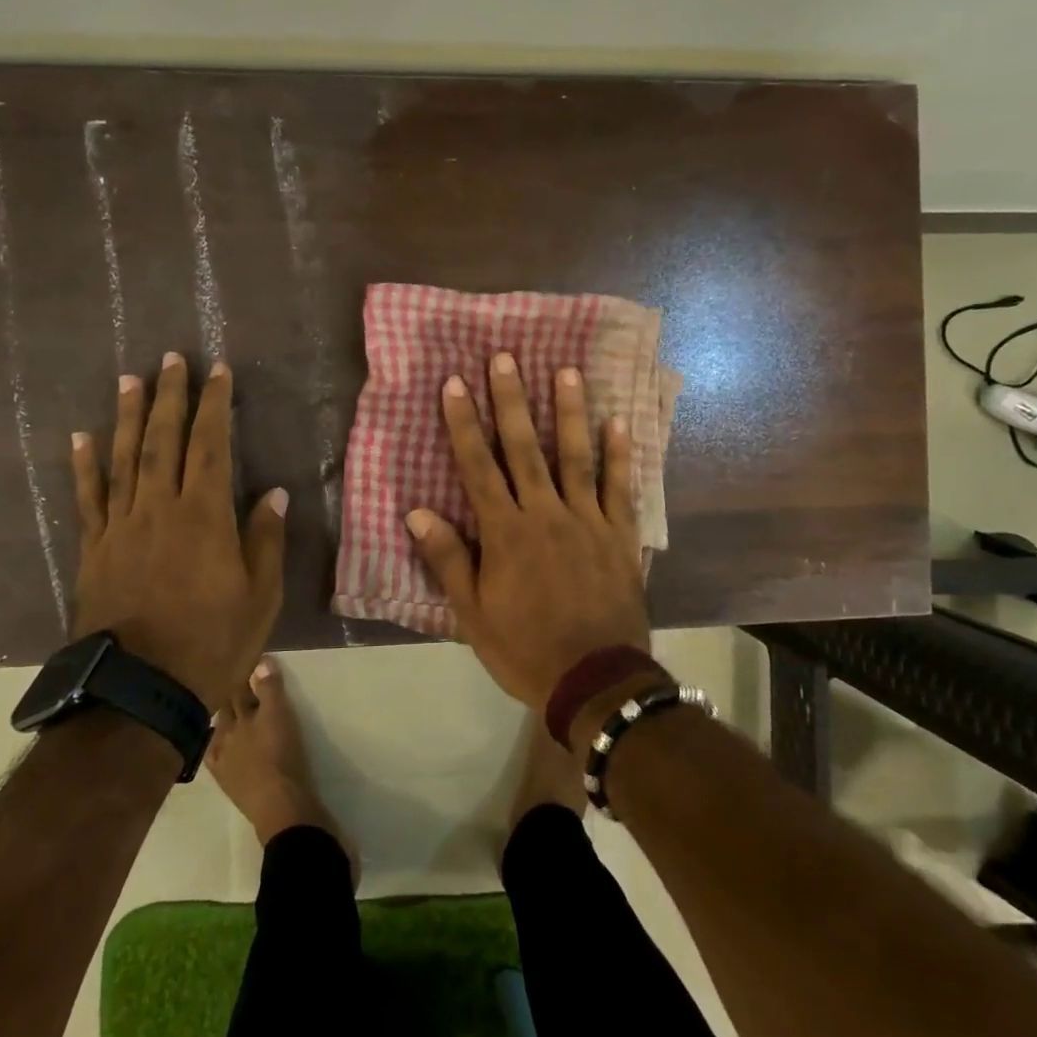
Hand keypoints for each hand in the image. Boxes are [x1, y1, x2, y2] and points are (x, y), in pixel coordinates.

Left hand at [70, 353, 287, 709]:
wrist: (141, 690)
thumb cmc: (213, 642)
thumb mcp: (260, 595)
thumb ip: (265, 539)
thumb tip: (274, 493)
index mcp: (204, 516)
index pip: (210, 446)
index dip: (214, 406)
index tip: (217, 372)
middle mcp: (159, 509)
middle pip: (163, 441)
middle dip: (170, 396)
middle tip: (171, 359)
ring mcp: (120, 527)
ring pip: (124, 459)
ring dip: (129, 416)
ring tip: (131, 380)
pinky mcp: (94, 549)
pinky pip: (88, 498)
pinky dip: (85, 465)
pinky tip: (82, 436)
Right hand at [406, 352, 651, 708]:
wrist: (595, 680)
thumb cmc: (524, 648)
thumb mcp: (472, 614)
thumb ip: (448, 559)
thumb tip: (416, 512)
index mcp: (505, 533)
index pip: (478, 467)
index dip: (463, 423)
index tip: (455, 383)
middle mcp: (545, 514)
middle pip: (525, 449)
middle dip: (512, 401)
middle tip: (506, 357)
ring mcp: (587, 521)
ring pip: (576, 457)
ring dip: (570, 412)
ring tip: (566, 371)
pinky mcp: (620, 535)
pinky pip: (620, 488)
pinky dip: (619, 455)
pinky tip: (619, 423)